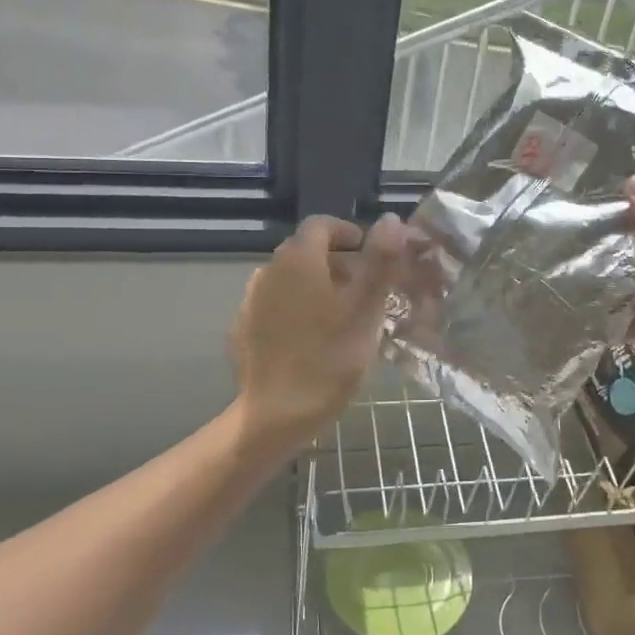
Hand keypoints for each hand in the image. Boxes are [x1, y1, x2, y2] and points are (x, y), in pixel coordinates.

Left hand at [229, 213, 405, 452]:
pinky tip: (311, 341)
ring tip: (341, 318)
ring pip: (290, 281)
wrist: (275, 415)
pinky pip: (275, 307)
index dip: (350, 234)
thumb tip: (391, 219)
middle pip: (306, 252)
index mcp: (298, 259)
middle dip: (338, 263)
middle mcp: (268, 271)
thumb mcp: (365, 309)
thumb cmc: (330, 358)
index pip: (322, 225)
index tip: (371, 256)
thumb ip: (380, 261)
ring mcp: (250, 301)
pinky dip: (296, 311)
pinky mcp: (243, 330)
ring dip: (317, 288)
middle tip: (365, 292)